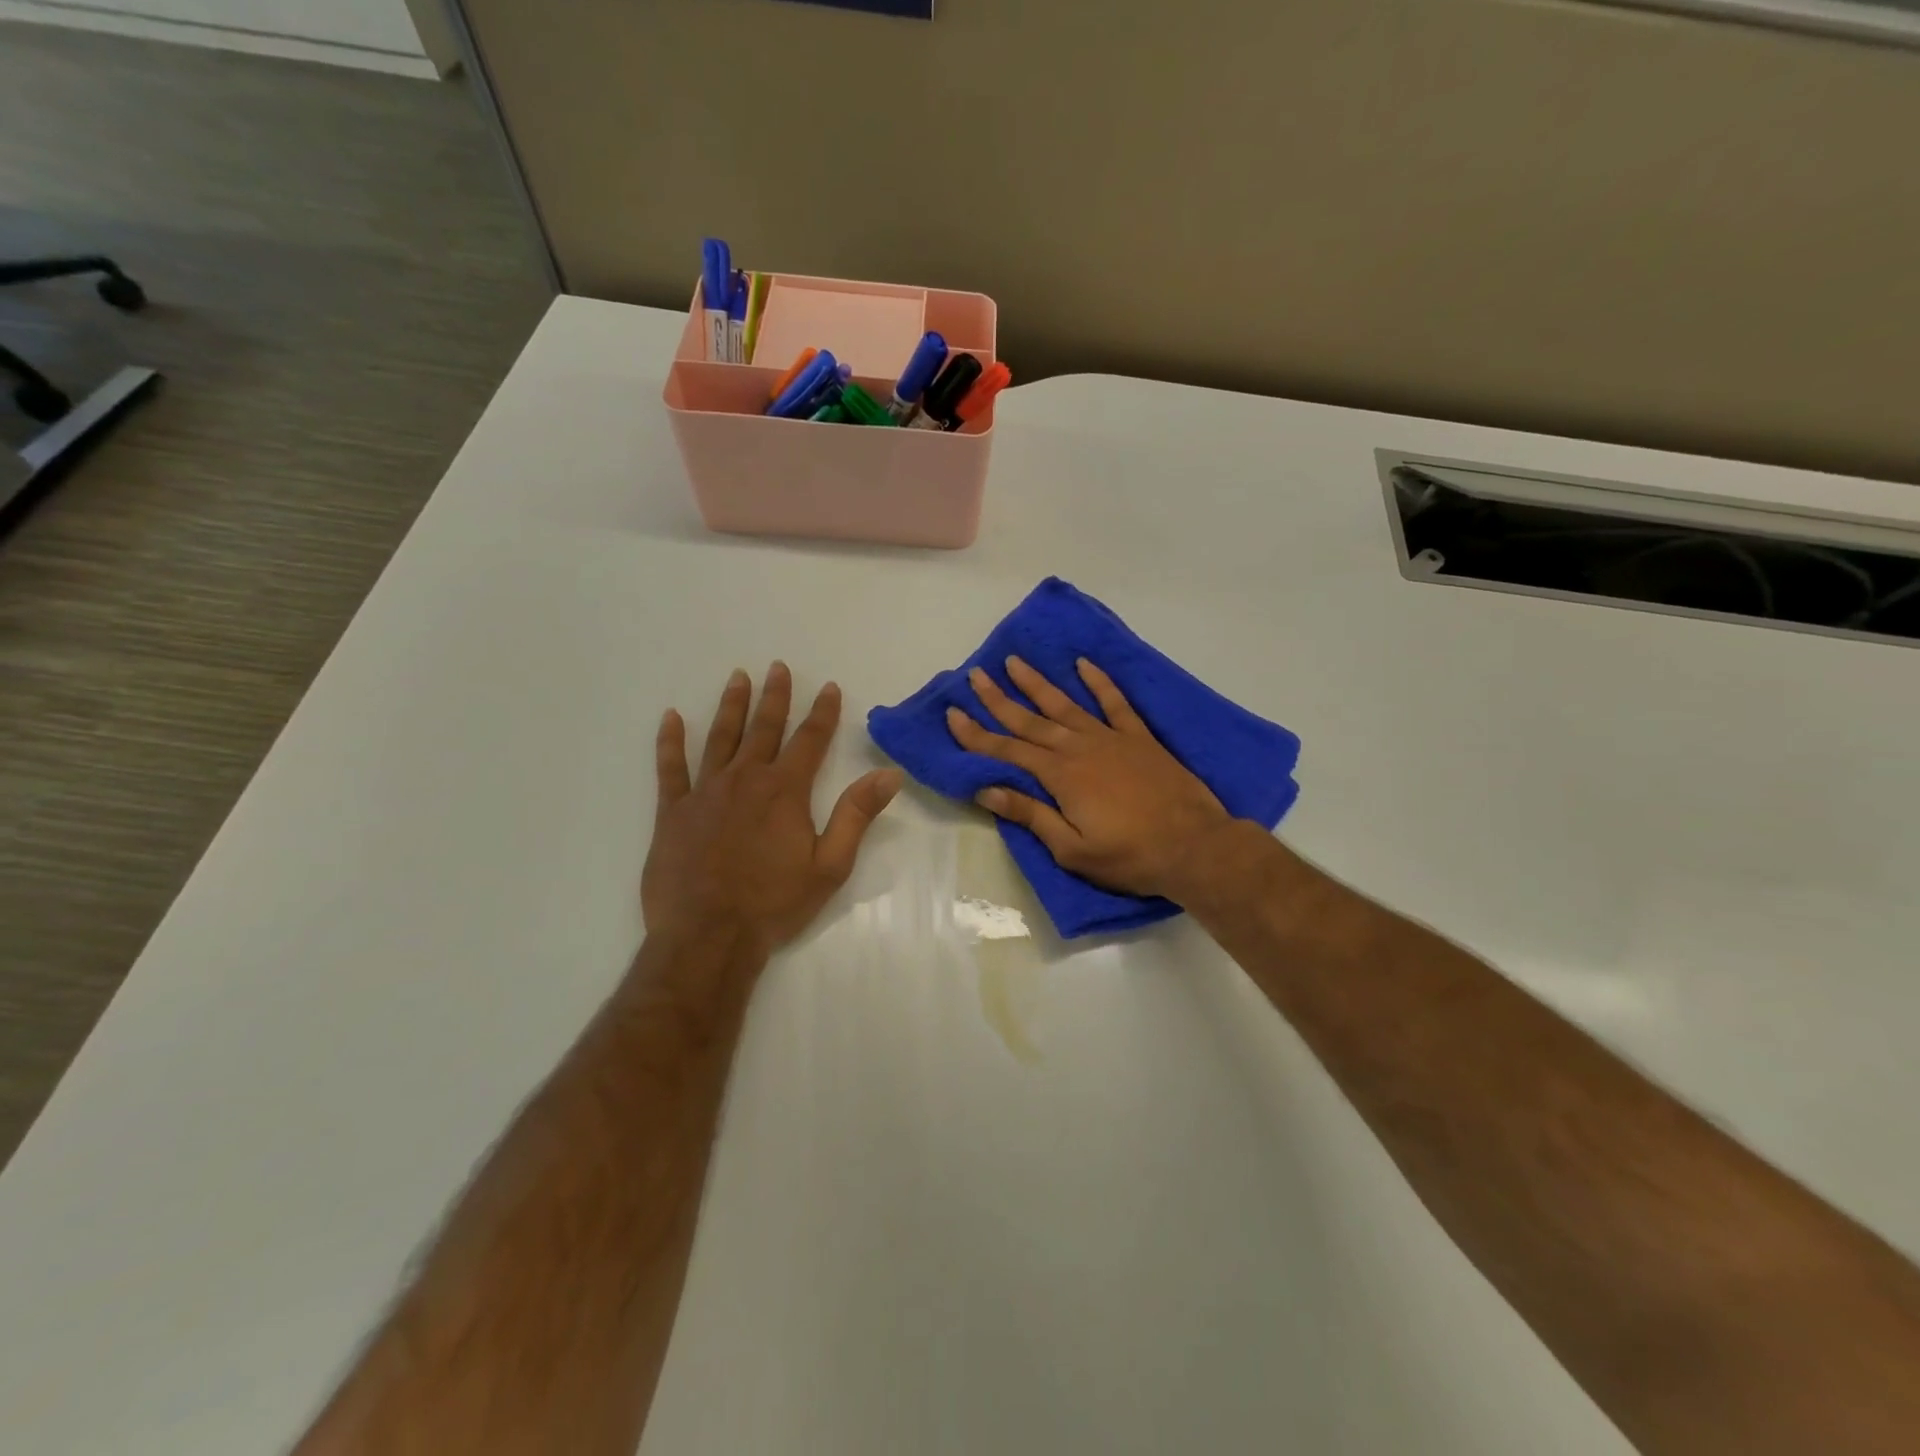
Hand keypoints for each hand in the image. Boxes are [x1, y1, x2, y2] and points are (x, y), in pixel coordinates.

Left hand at [644, 663, 903, 956]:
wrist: (708, 936)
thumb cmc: (774, 904)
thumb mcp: (830, 864)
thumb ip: (856, 815)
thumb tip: (889, 774)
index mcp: (785, 791)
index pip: (810, 740)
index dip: (822, 712)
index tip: (829, 687)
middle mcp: (745, 779)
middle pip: (764, 728)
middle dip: (775, 696)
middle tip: (778, 667)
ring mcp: (705, 792)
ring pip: (720, 738)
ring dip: (731, 706)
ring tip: (738, 677)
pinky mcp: (673, 812)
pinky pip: (670, 768)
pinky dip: (670, 742)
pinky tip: (670, 718)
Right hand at [946, 656, 1234, 901]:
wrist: (1194, 846)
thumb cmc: (1130, 856)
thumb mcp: (1072, 850)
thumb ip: (1031, 815)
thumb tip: (987, 790)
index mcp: (1060, 777)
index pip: (1008, 751)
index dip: (977, 735)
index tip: (954, 714)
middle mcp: (1079, 749)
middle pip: (1030, 721)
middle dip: (999, 700)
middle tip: (975, 676)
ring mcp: (1111, 738)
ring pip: (1065, 705)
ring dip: (1037, 684)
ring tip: (1015, 661)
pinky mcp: (1139, 738)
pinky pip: (1115, 702)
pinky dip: (1099, 682)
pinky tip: (1083, 664)